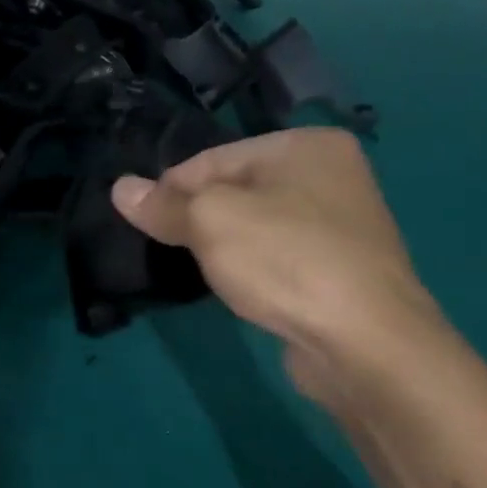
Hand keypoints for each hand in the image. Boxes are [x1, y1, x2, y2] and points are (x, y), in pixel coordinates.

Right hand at [112, 129, 444, 397]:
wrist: (366, 342)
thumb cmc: (284, 260)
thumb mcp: (210, 222)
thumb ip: (163, 204)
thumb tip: (120, 189)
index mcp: (306, 145)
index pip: (213, 158)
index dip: (171, 189)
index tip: (143, 222)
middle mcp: (331, 175)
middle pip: (235, 190)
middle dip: (197, 218)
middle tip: (169, 248)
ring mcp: (342, 224)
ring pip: (255, 225)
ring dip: (223, 245)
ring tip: (200, 271)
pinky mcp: (342, 269)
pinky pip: (278, 256)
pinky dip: (253, 268)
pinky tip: (239, 288)